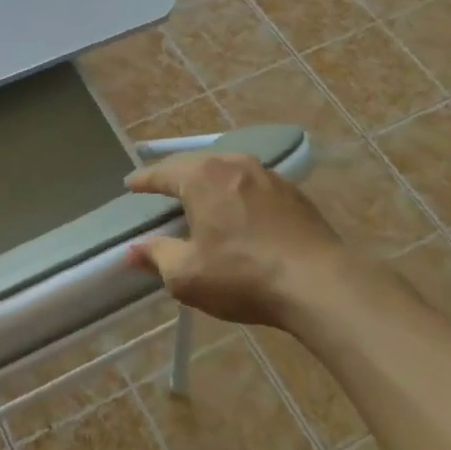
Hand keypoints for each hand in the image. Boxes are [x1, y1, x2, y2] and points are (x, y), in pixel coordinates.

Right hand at [125, 152, 348, 327]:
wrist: (320, 284)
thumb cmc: (242, 276)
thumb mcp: (186, 275)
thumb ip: (157, 256)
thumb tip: (133, 250)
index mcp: (201, 178)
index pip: (162, 173)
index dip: (143, 180)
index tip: (130, 184)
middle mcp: (234, 165)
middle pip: (196, 164)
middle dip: (176, 175)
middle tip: (161, 186)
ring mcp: (269, 176)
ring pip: (228, 171)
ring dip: (210, 181)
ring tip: (199, 195)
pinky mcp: (295, 194)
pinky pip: (253, 185)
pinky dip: (237, 193)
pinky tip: (239, 210)